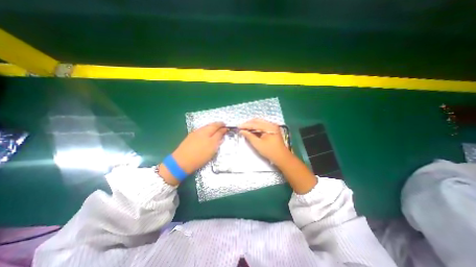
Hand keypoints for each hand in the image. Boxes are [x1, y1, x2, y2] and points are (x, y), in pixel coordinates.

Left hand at [172, 122, 228, 173]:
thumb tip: (223, 130)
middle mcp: (200, 130)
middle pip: (210, 125)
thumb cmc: (200, 154)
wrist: (182, 162)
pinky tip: (206, 135)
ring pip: (205, 128)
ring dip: (211, 128)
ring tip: (216, 130)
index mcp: (207, 131)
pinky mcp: (190, 139)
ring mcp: (194, 134)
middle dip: (217, 125)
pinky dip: (206, 132)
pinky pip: (201, 132)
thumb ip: (218, 137)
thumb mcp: (213, 146)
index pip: (216, 125)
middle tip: (222, 126)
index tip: (227, 127)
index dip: (222, 126)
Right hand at [238, 118, 289, 163]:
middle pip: (257, 121)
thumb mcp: (258, 144)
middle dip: (248, 124)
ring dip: (252, 125)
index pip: (255, 124)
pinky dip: (256, 128)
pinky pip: (262, 126)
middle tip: (240, 127)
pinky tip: (251, 130)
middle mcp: (271, 124)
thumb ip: (249, 136)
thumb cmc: (270, 151)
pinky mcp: (272, 130)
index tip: (238, 127)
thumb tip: (242, 131)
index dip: (245, 125)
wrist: (282, 157)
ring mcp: (273, 127)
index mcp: (269, 127)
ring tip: (244, 128)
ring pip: (260, 123)